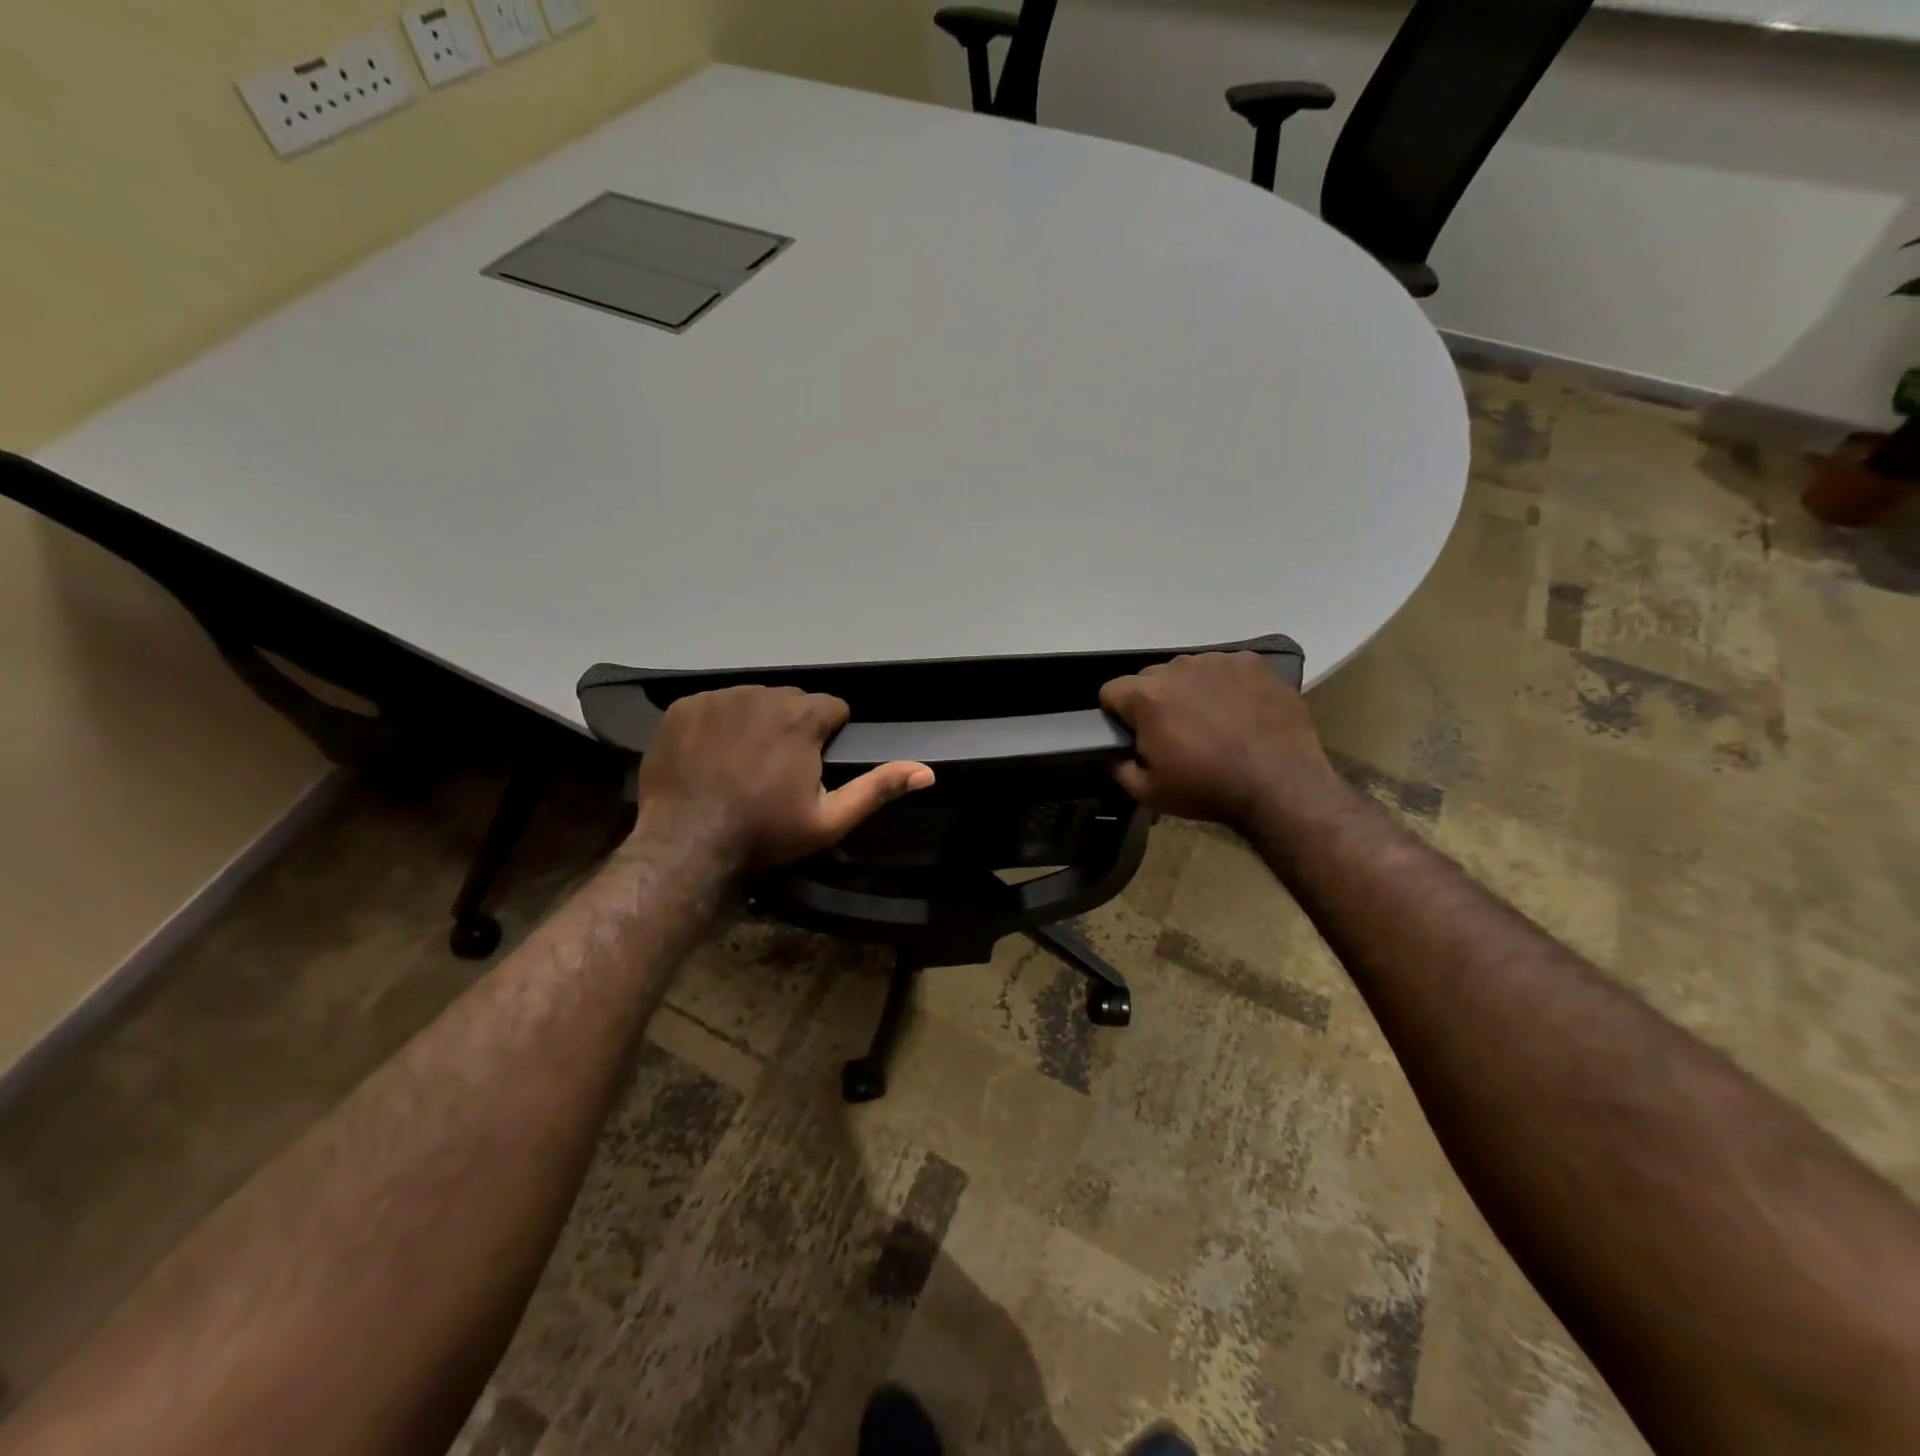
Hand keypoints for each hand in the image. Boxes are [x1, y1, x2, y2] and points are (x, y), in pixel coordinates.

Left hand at [635, 686, 933, 871]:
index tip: (814, 766)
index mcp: (802, 718)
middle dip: (793, 727)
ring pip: (752, 700)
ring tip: (742, 763)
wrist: (686, 844)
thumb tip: (927, 771)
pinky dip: (718, 724)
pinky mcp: (685, 707)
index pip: (832, 708)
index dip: (829, 736)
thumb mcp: (830, 820)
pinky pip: (714, 705)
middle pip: (792, 702)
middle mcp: (762, 695)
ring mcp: (719, 698)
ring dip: (756, 723)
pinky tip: (711, 757)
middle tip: (778, 769)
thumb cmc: (764, 833)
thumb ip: (877, 788)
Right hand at [1100, 652, 1341, 830]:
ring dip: (1190, 691)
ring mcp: (1218, 661)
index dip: (1117, 716)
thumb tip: (1111, 750)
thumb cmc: (1207, 789)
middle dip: (1154, 701)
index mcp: (1146, 696)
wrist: (1281, 785)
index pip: (1111, 691)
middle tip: (1176, 734)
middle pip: (1149, 679)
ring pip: (1188, 671)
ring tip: (1213, 723)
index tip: (1135, 737)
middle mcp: (1178, 667)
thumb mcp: (1147, 792)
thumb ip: (1116, 766)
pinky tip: (1240, 712)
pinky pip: (1224, 668)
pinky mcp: (1252, 663)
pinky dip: (1225, 686)